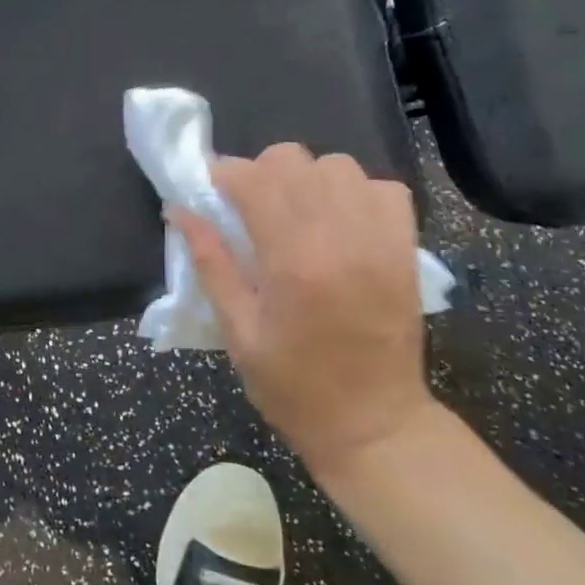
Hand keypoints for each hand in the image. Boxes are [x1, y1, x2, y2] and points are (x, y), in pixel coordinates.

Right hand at [173, 144, 433, 477]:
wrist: (374, 425)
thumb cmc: (294, 386)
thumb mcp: (237, 331)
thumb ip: (210, 263)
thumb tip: (178, 211)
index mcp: (291, 260)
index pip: (252, 179)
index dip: (224, 175)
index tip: (213, 191)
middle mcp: (338, 237)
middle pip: (293, 159)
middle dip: (261, 172)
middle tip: (251, 207)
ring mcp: (379, 239)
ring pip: (338, 165)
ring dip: (308, 179)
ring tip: (297, 212)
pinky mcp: (405, 248)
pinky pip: (383, 188)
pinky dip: (357, 192)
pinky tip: (340, 221)